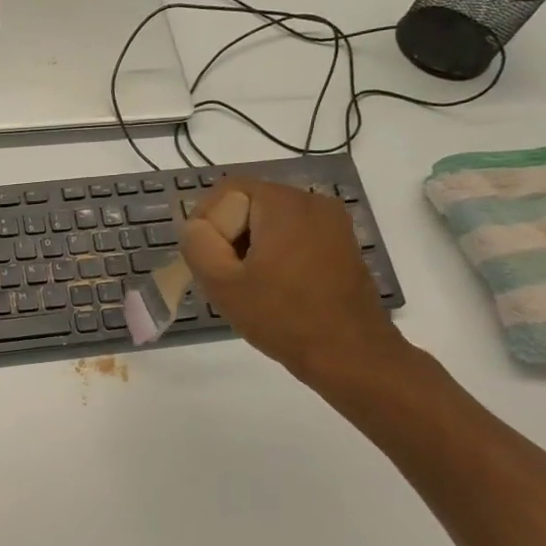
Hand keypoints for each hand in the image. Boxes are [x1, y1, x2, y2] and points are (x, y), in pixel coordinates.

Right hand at [179, 177, 409, 394]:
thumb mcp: (223, 283)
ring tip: (248, 286)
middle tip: (223, 276)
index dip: (206, 221)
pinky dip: (277, 255)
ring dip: (252, 248)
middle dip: (229, 236)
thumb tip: (195, 227)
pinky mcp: (342, 246)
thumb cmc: (283, 317)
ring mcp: (333, 224)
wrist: (350, 355)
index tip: (205, 259)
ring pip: (272, 222)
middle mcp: (313, 202)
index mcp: (284, 203)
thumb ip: (197, 245)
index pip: (228, 190)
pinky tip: (276, 289)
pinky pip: (296, 237)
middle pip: (251, 204)